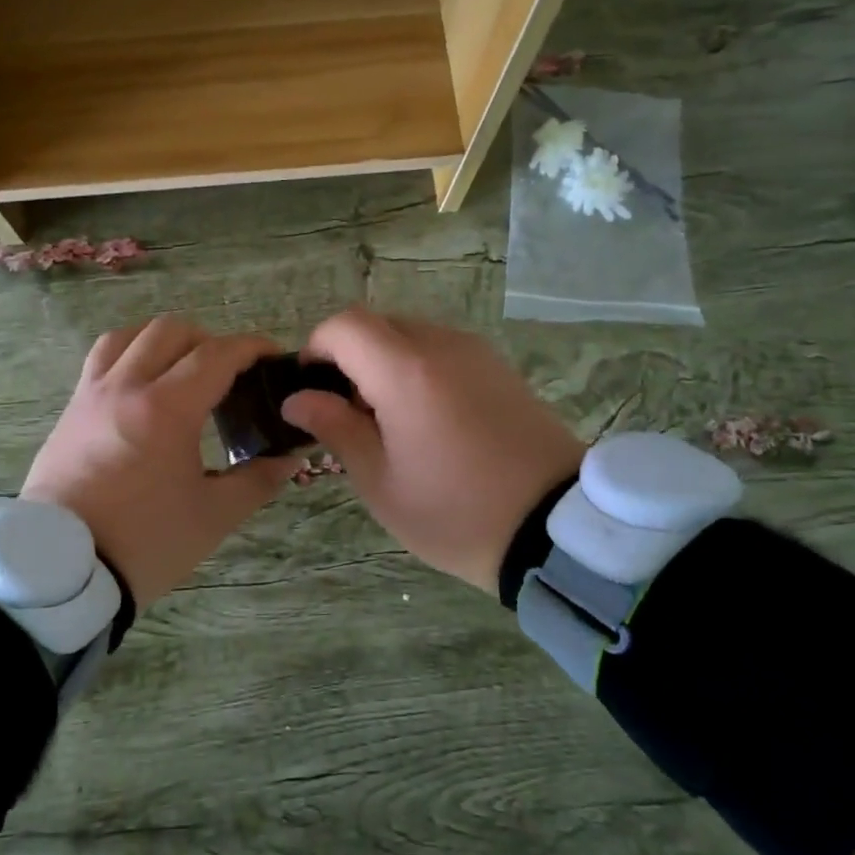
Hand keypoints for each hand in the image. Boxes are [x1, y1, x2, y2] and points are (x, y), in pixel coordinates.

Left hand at [22, 317, 299, 608]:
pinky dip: (128, 355)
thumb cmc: (144, 543)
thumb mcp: (213, 516)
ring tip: (182, 369)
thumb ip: (257, 480)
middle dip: (208, 340)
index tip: (271, 356)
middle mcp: (126, 388)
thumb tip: (289, 457)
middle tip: (229, 372)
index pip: (216, 355)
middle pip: (170, 332)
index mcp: (166, 409)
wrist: (62, 570)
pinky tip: (141, 386)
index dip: (250, 348)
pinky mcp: (70, 411)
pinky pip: (100, 361)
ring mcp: (91, 395)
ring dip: (163, 341)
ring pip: (128, 336)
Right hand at [280, 309, 584, 592]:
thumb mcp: (380, 481)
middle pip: (377, 325)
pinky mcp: (500, 369)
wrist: (556, 529)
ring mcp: (477, 354)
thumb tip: (298, 399)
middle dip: (349, 358)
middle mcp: (441, 346)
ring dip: (384, 364)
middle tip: (348, 413)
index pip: (344, 325)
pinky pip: (443, 352)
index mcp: (405, 371)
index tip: (311, 388)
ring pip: (410, 336)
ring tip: (389, 422)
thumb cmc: (455, 511)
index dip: (316, 348)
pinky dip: (418, 370)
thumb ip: (335, 428)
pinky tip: (428, 421)